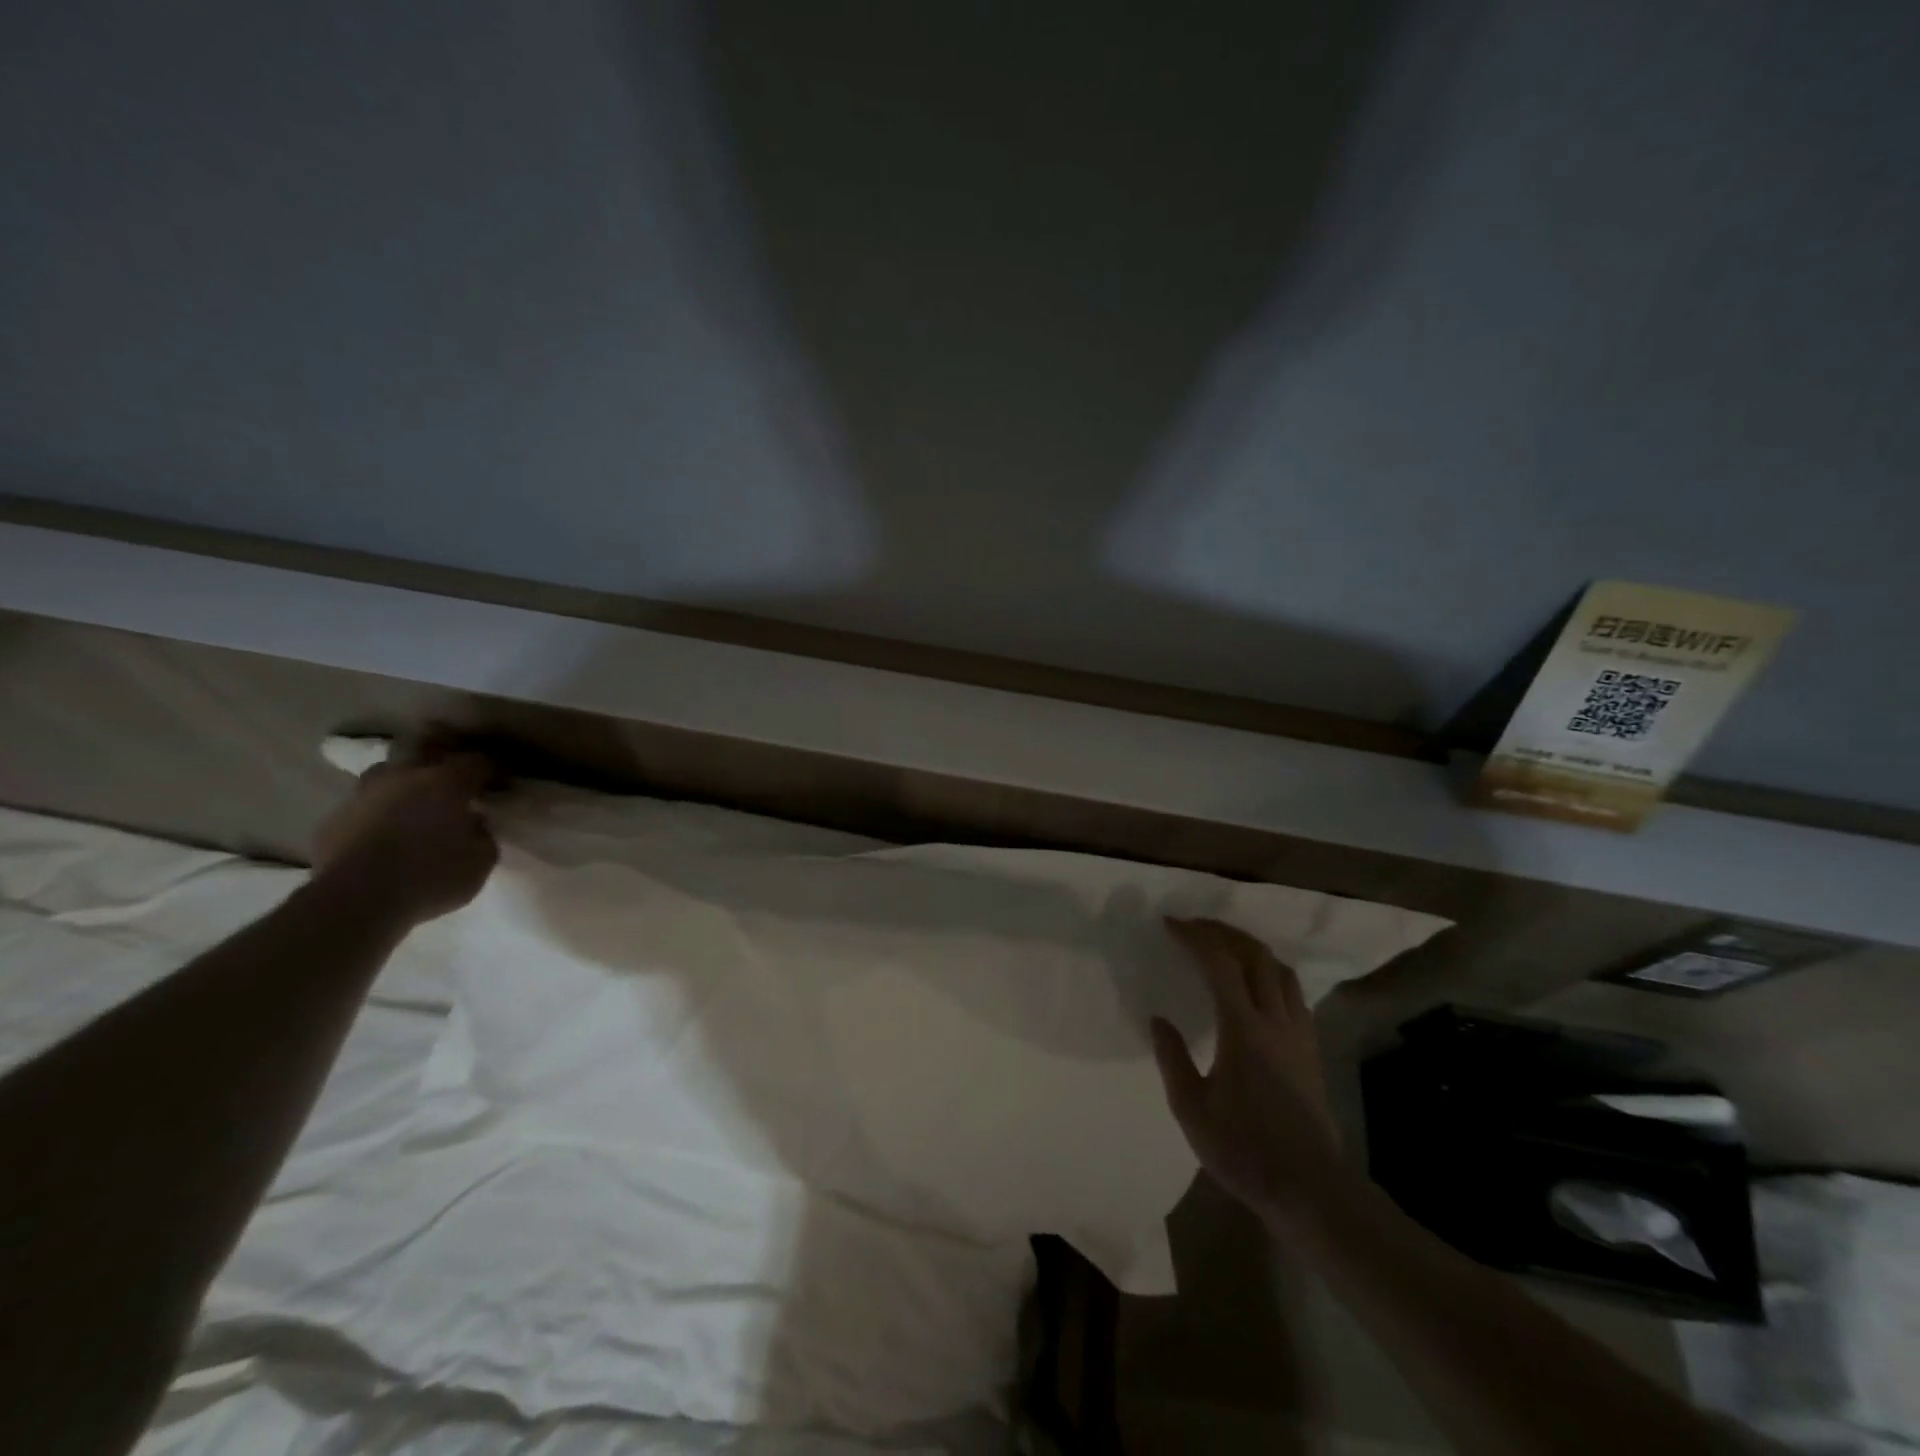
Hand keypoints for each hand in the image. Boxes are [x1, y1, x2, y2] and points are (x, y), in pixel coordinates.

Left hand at [311, 745, 499, 927]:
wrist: (355, 902)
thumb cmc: (431, 877)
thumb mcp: (482, 860)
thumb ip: (482, 834)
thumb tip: (473, 823)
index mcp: (447, 781)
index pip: (478, 761)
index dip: (493, 770)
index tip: (501, 783)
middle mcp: (404, 776)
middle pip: (425, 748)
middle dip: (442, 755)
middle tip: (454, 776)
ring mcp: (364, 794)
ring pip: (387, 772)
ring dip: (403, 781)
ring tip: (414, 799)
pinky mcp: (334, 819)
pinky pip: (364, 805)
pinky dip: (378, 811)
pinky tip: (384, 831)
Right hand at [1151, 917, 1344, 1228]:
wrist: (1309, 1188)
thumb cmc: (1244, 1150)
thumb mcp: (1192, 1109)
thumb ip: (1172, 1059)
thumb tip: (1158, 1020)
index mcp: (1243, 1029)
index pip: (1220, 964)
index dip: (1196, 936)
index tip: (1171, 925)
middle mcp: (1275, 1020)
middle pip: (1255, 955)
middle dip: (1224, 932)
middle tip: (1195, 927)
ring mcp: (1299, 1033)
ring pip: (1280, 970)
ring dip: (1251, 948)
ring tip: (1225, 947)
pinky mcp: (1311, 1049)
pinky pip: (1293, 992)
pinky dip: (1270, 973)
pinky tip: (1256, 985)